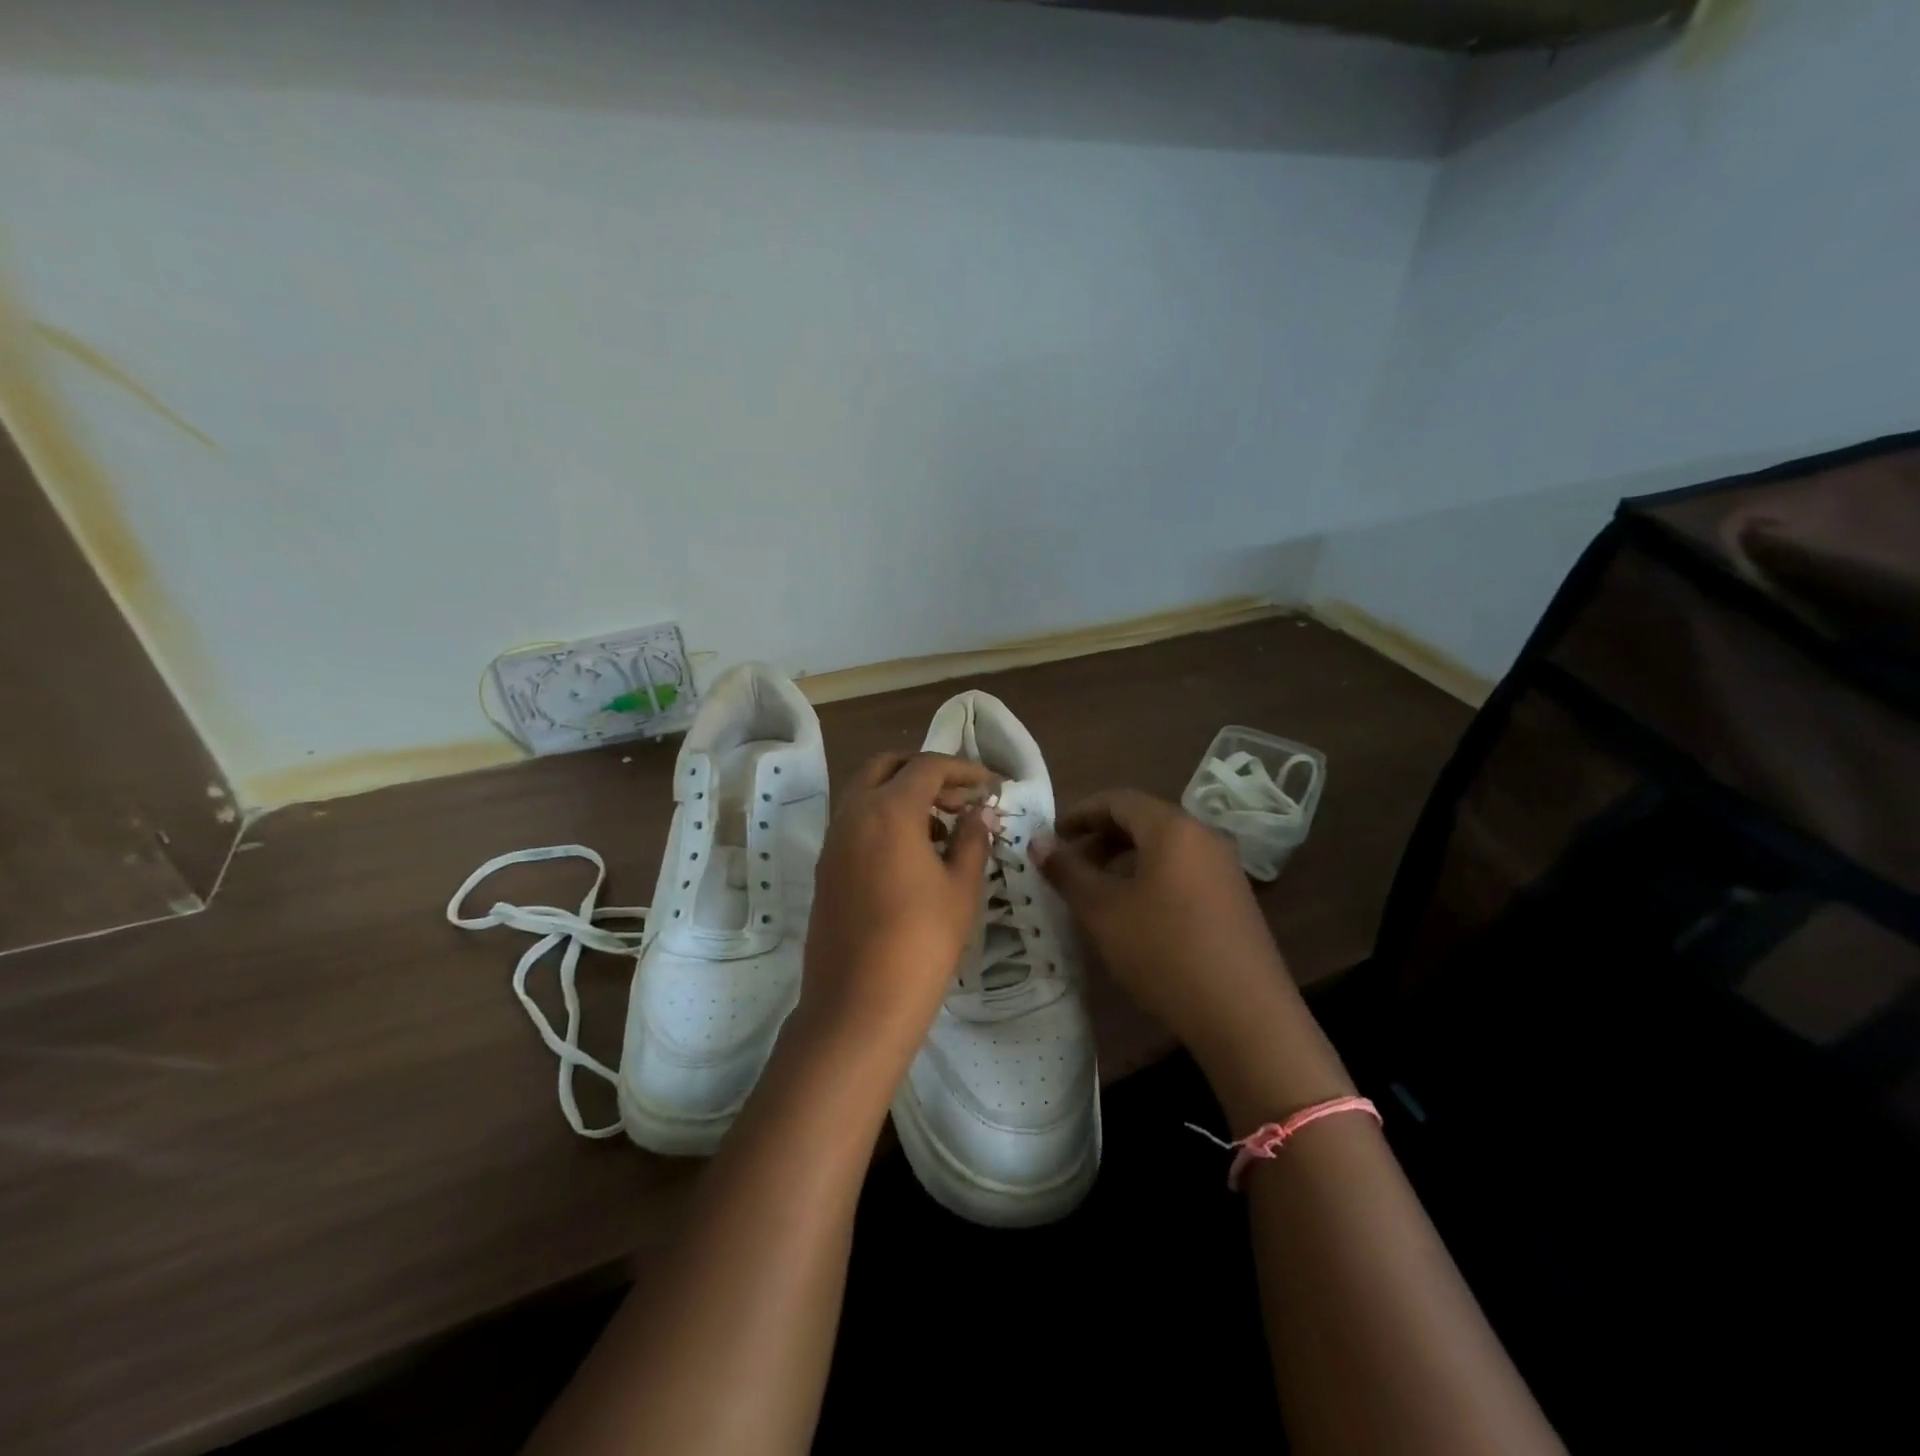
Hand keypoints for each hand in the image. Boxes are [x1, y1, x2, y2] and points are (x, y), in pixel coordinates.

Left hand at [796, 752, 1000, 1067]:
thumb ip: (972, 840)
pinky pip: (856, 822)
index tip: (991, 786)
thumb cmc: (921, 942)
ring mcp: (833, 841)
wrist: (858, 1005)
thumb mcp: (960, 889)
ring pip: (867, 793)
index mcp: (888, 810)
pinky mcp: (826, 868)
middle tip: (961, 796)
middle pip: (887, 767)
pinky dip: (884, 819)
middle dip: (926, 771)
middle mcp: (853, 814)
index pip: (928, 766)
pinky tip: (914, 853)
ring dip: (903, 794)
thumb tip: (981, 813)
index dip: (964, 770)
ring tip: (944, 827)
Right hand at [1036, 789, 1313, 1071]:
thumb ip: (1068, 872)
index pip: (1118, 800)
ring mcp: (1225, 869)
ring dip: (1125, 859)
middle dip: (1101, 837)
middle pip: (1144, 820)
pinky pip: (1184, 871)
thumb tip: (1038, 842)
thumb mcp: (1103, 911)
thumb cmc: (1163, 951)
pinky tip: (1136, 913)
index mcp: (1172, 828)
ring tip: (1096, 890)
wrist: (1245, 1015)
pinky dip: (1151, 877)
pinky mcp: (1235, 900)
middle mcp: (1203, 837)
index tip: (1052, 836)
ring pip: (1164, 848)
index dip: (1080, 813)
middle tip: (1069, 864)